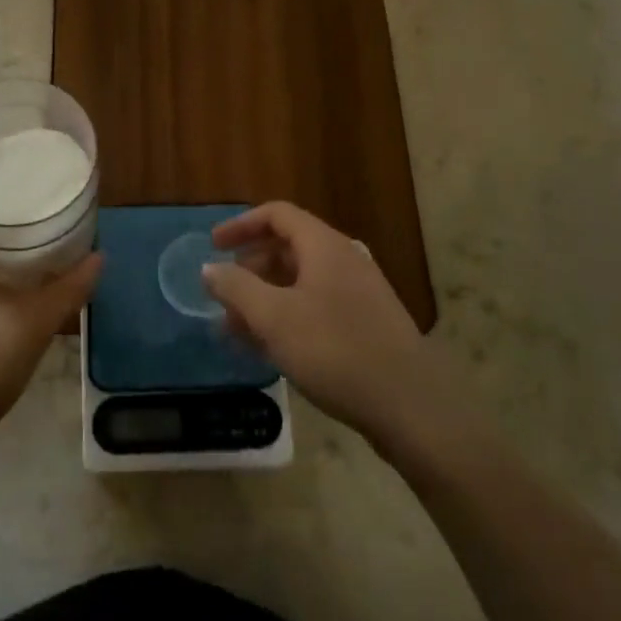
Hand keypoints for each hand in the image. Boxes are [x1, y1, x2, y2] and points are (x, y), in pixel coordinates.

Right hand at [204, 202, 483, 454]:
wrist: (410, 405)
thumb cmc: (335, 350)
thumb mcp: (274, 317)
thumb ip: (236, 288)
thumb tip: (210, 269)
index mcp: (324, 246)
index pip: (277, 215)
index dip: (241, 225)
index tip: (213, 247)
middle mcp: (344, 261)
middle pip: (288, 247)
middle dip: (250, 268)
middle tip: (223, 295)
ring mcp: (359, 294)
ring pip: (300, 282)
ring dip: (265, 298)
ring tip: (237, 328)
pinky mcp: (366, 325)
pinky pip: (316, 307)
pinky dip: (287, 317)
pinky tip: (270, 348)